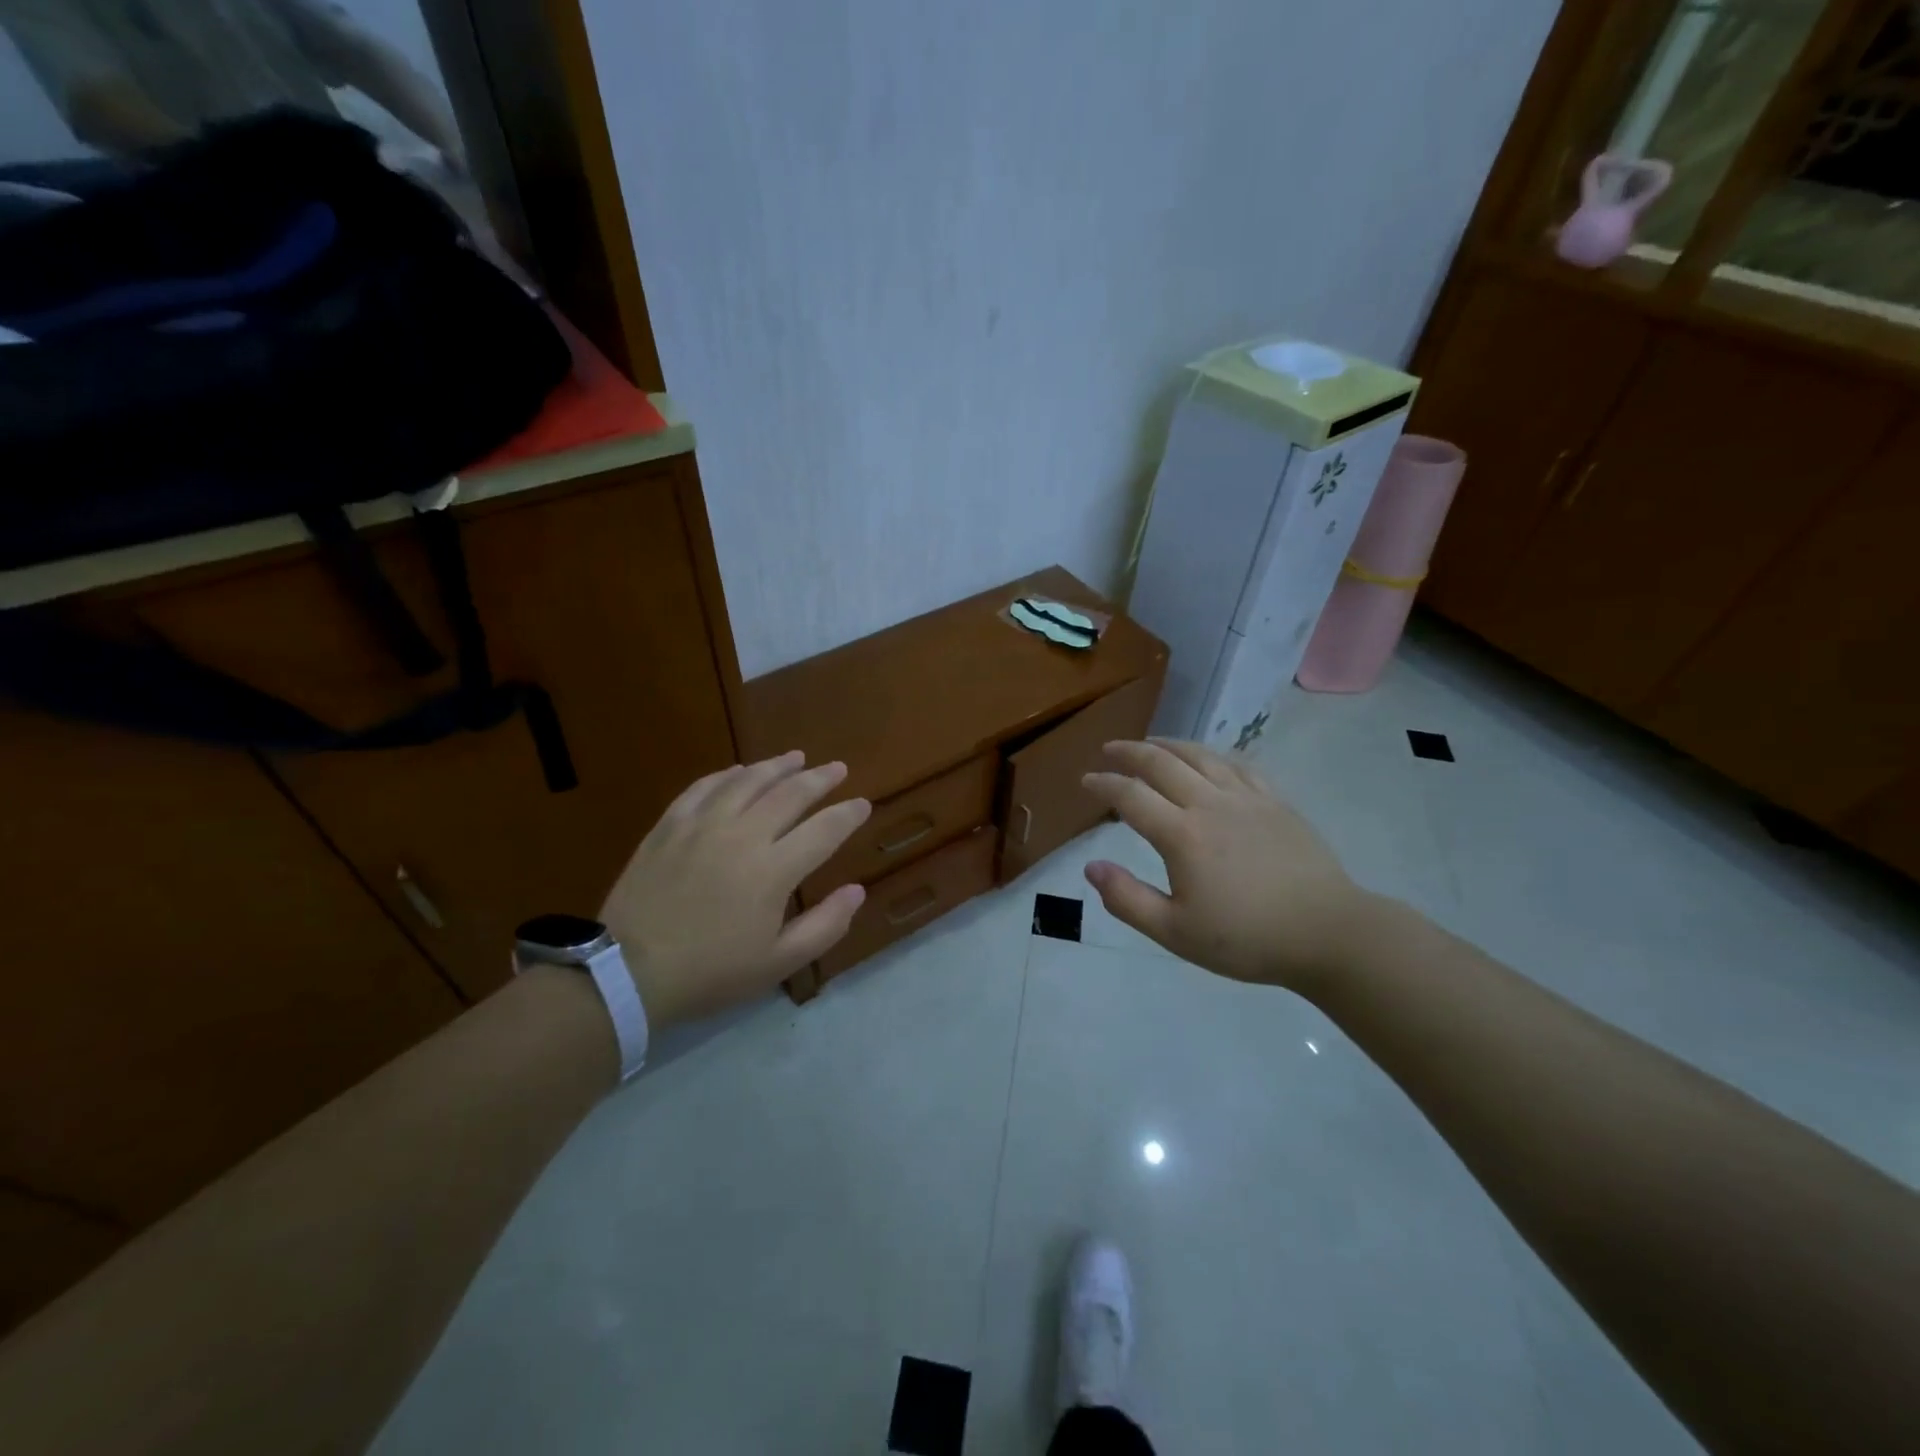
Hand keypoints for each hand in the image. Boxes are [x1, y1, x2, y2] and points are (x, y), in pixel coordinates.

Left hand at [600, 751, 870, 1026]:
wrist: (628, 972)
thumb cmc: (711, 972)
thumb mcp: (778, 962)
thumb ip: (825, 925)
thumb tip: (856, 890)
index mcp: (773, 870)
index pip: (823, 830)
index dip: (848, 815)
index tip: (863, 804)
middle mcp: (742, 835)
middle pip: (789, 794)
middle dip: (819, 779)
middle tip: (837, 768)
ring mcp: (702, 825)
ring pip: (747, 781)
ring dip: (776, 766)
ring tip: (796, 757)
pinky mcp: (669, 826)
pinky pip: (703, 787)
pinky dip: (727, 774)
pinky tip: (738, 771)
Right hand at [1081, 739, 1372, 994]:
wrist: (1328, 933)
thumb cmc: (1247, 939)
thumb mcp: (1175, 933)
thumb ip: (1127, 899)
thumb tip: (1091, 867)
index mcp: (1182, 835)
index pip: (1131, 796)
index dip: (1104, 784)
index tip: (1086, 781)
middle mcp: (1210, 804)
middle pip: (1162, 763)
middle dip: (1129, 752)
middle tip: (1109, 750)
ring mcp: (1247, 798)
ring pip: (1200, 756)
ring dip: (1168, 745)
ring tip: (1150, 744)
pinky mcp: (1276, 802)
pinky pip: (1237, 764)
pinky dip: (1212, 755)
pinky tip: (1207, 758)